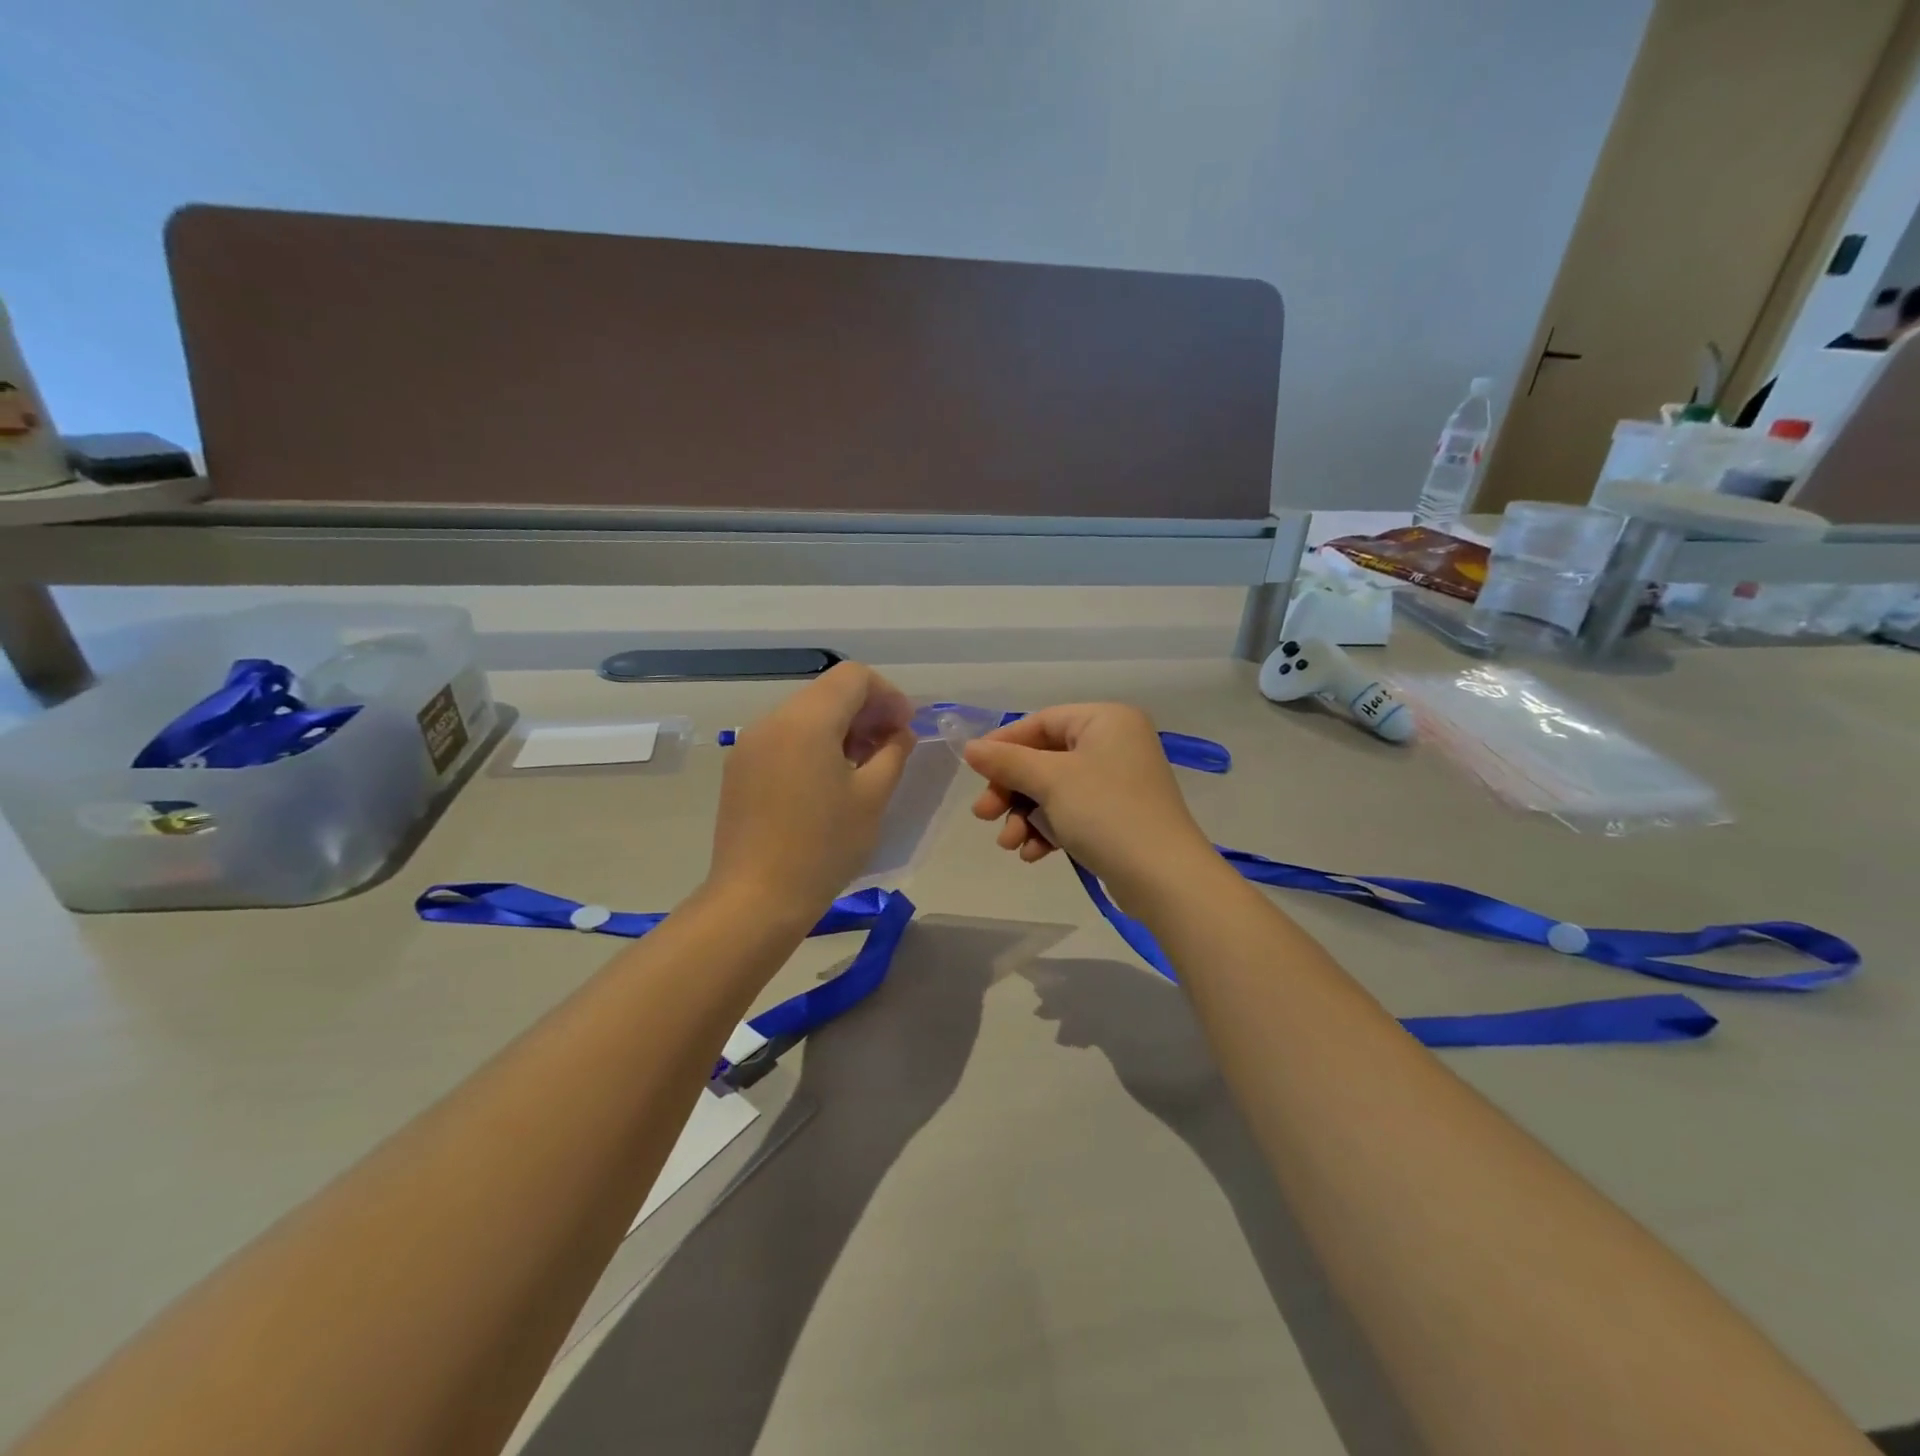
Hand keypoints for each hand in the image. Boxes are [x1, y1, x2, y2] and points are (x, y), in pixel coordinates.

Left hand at [706, 663, 915, 919]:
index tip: (905, 728)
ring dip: (840, 728)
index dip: (888, 695)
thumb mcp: (873, 797)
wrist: (756, 898)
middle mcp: (773, 720)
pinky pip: (784, 738)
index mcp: (807, 720)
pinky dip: (813, 744)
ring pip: (805, 714)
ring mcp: (750, 743)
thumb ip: (893, 752)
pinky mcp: (740, 768)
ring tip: (861, 767)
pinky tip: (827, 782)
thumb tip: (899, 733)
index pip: (854, 677)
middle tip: (890, 748)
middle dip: (865, 711)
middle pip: (828, 692)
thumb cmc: (824, 847)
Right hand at [962, 703, 1215, 904]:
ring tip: (1009, 843)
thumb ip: (1007, 762)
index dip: (1004, 745)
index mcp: (1106, 720)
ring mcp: (1118, 782)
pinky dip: (1048, 829)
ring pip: (1054, 791)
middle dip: (1011, 790)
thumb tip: (971, 748)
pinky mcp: (1118, 817)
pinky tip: (1033, 853)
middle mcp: (1115, 744)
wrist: (1164, 878)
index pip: (1041, 722)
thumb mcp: (1050, 781)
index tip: (973, 771)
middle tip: (984, 815)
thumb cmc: (1106, 813)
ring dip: (1025, 816)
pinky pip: (1072, 813)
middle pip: (1045, 759)